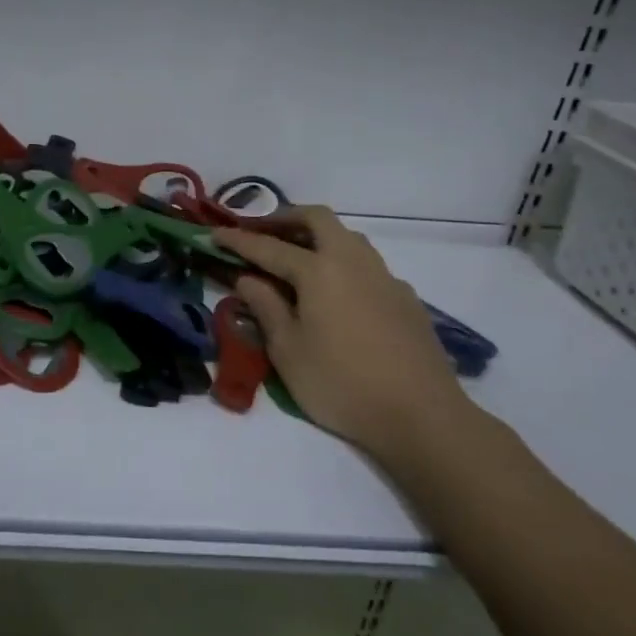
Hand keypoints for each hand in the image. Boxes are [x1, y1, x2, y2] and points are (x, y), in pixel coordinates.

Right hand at [217, 207, 476, 464]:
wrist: (422, 416)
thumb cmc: (341, 384)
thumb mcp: (288, 351)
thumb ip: (266, 307)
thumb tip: (248, 279)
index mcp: (320, 271)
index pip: (269, 247)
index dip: (238, 240)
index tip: (214, 233)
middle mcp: (354, 262)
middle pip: (318, 220)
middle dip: (286, 218)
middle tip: (261, 232)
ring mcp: (385, 278)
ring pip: (348, 238)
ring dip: (317, 237)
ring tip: (295, 258)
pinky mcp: (406, 300)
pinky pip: (367, 265)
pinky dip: (342, 263)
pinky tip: (335, 294)